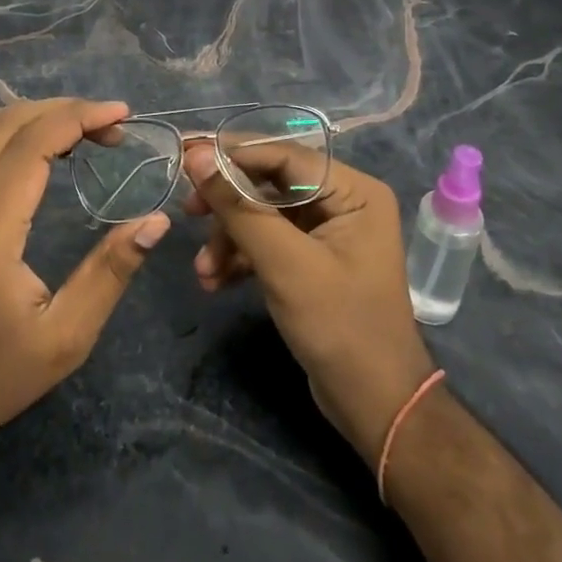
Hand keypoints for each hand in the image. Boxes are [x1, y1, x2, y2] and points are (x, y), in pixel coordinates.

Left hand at [0, 99, 169, 463]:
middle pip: (8, 124)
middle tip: (111, 127)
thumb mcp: (66, 337)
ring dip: (34, 115)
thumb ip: (111, 272)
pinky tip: (37, 148)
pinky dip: (8, 131)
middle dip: (64, 111)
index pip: (32, 143)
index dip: (80, 117)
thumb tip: (156, 220)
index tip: (123, 115)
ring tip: (80, 129)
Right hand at [182, 141, 434, 463]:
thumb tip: (196, 156)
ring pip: (266, 214)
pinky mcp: (315, 258)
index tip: (185, 154)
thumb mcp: (283, 264)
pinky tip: (216, 282)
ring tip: (202, 272)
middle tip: (186, 211)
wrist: (375, 407)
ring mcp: (330, 230)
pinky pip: (271, 240)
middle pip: (272, 183)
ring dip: (230, 238)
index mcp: (354, 190)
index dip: (233, 153)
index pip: (284, 156)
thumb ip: (238, 207)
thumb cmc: (339, 327)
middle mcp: (345, 200)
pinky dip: (243, 257)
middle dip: (228, 205)